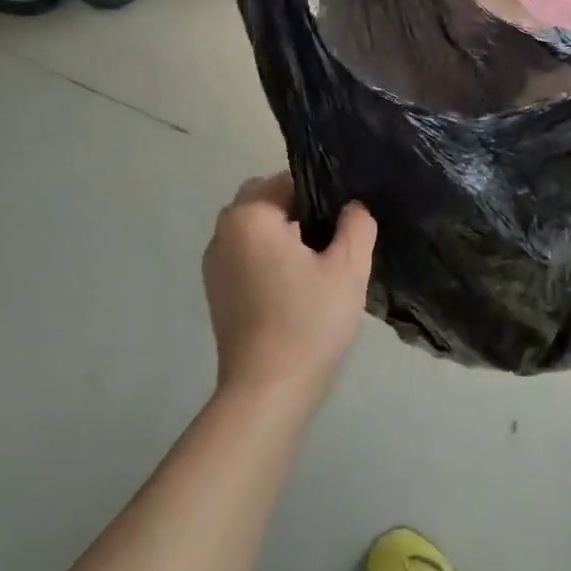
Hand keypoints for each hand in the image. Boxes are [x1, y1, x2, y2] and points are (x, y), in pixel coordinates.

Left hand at [202, 174, 376, 401]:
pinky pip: (245, 255)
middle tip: (331, 241)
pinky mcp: (215, 291)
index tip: (344, 221)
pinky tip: (293, 287)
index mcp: (250, 216)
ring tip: (316, 266)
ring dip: (282, 235)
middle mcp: (223, 231)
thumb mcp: (348, 267)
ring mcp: (214, 263)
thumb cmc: (309, 320)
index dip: (321, 194)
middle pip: (266, 200)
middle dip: (298, 210)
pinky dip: (267, 258)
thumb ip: (357, 224)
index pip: (288, 180)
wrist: (267, 390)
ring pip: (255, 229)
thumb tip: (353, 207)